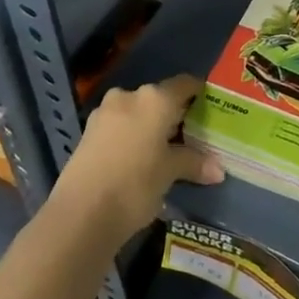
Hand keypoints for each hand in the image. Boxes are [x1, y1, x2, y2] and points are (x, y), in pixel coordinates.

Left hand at [55, 75, 223, 244]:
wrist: (80, 214)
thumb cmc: (135, 185)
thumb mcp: (169, 173)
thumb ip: (193, 164)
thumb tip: (218, 170)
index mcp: (155, 99)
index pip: (185, 84)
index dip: (199, 94)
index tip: (210, 108)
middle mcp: (129, 96)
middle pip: (160, 98)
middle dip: (174, 114)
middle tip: (190, 135)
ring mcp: (105, 112)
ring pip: (137, 111)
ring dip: (150, 125)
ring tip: (164, 149)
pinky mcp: (88, 131)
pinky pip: (119, 125)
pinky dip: (131, 135)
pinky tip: (138, 157)